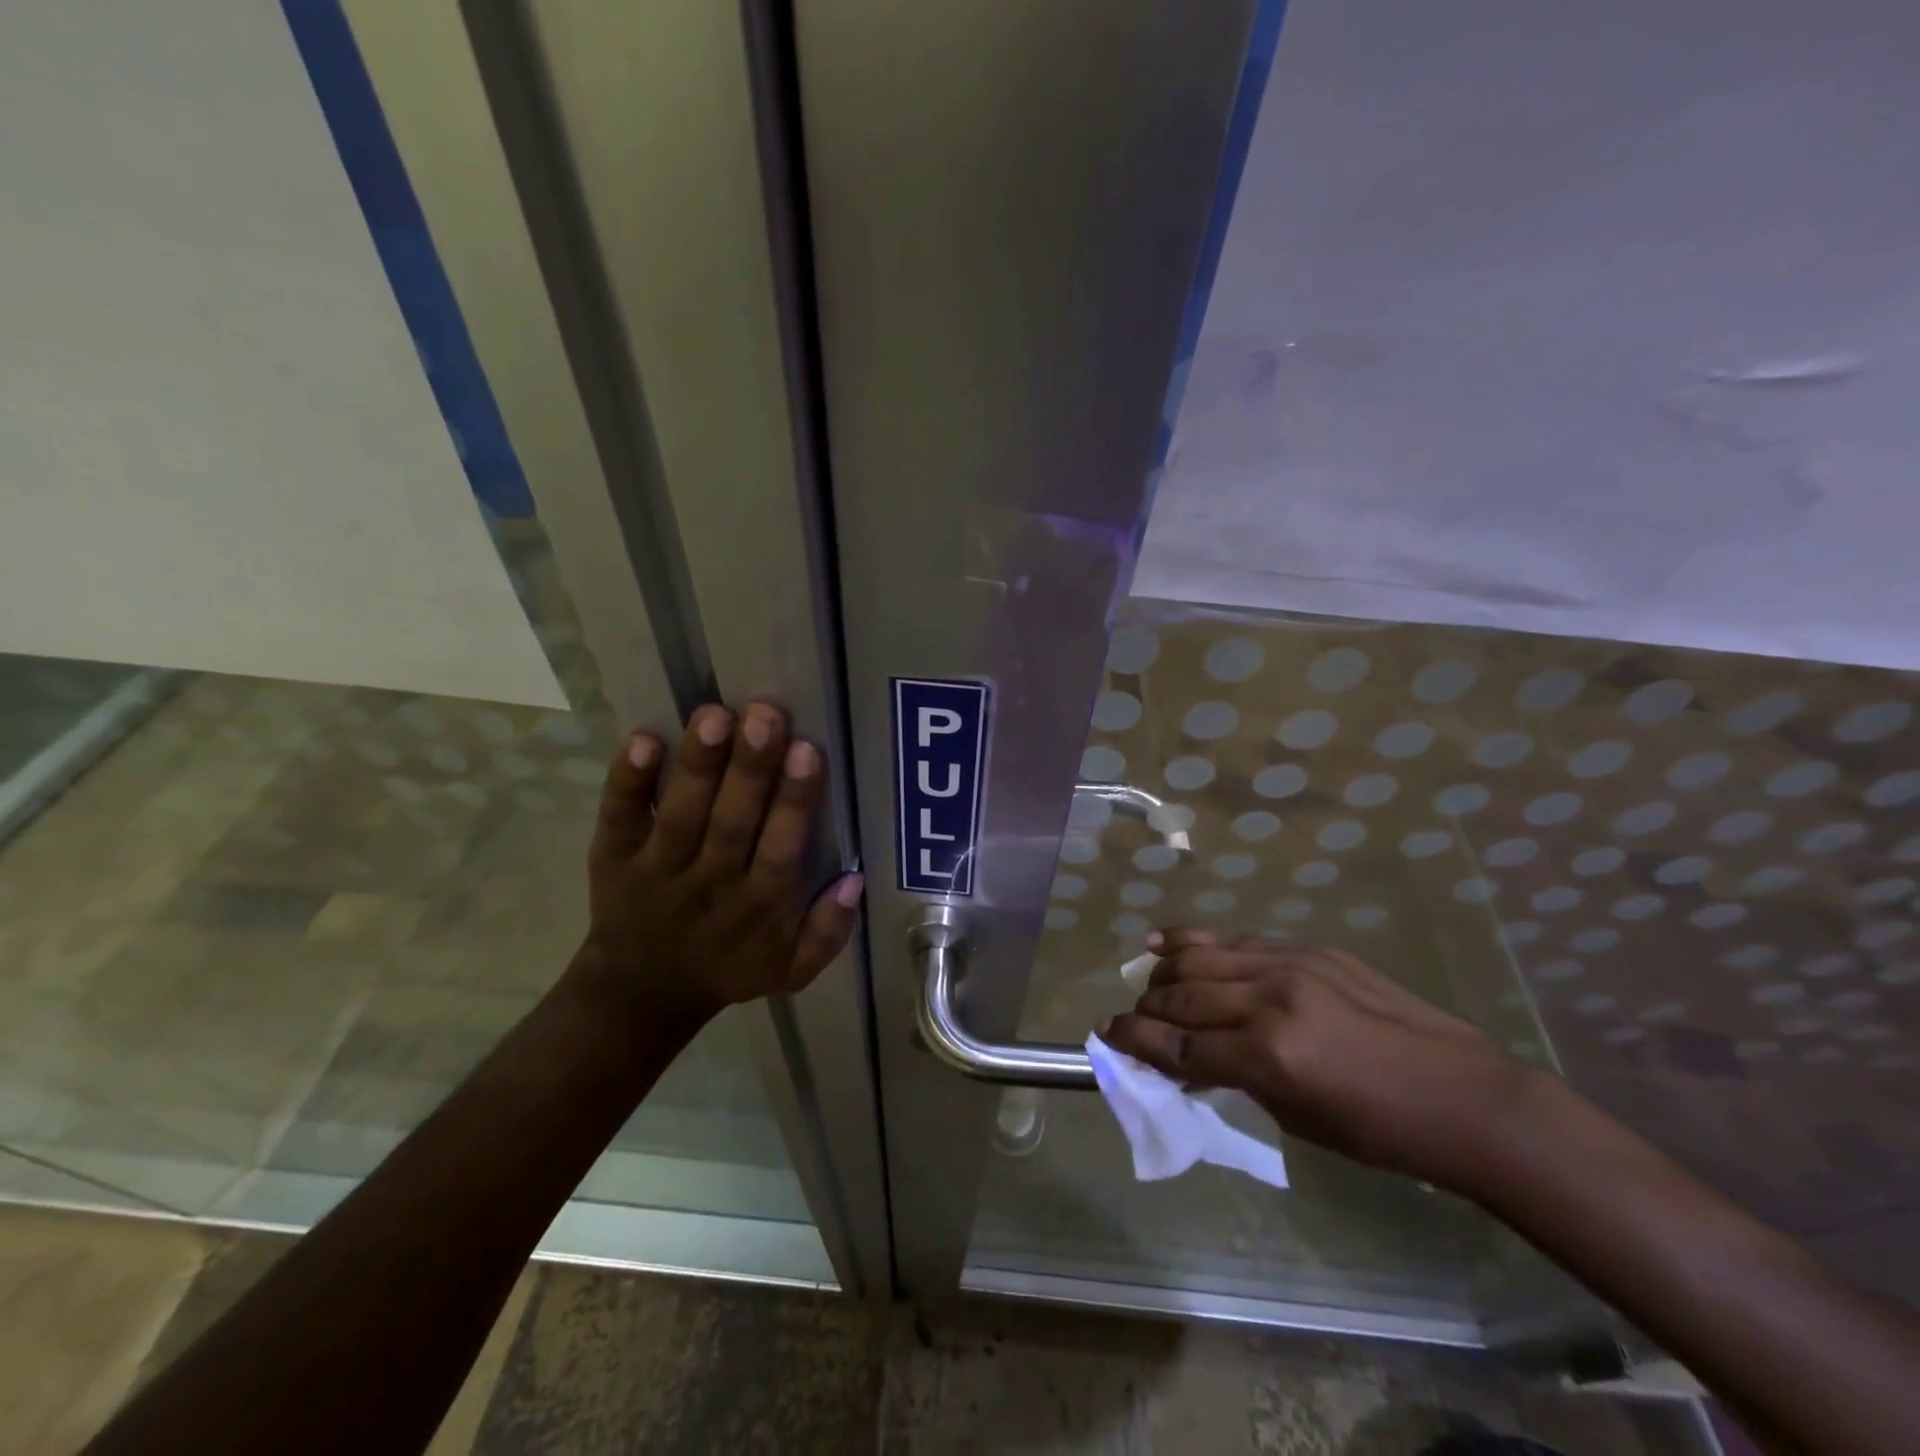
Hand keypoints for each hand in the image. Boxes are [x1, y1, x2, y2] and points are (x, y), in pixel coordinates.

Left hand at [572, 701, 862, 1030]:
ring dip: (698, 765)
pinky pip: (618, 817)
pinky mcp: (613, 858)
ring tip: (714, 715)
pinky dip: (627, 781)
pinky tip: (643, 739)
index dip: (793, 801)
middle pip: (732, 822)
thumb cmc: (728, 968)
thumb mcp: (792, 970)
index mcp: (758, 908)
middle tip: (765, 714)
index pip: (780, 850)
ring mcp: (657, 869)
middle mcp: (709, 884)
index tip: (807, 750)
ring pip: (680, 813)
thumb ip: (829, 931)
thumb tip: (855, 880)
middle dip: (750, 768)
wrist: (640, 993)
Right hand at [1100, 929, 1536, 1191]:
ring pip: (1200, 957)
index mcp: (1269, 1057)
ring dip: (1164, 972)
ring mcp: (1289, 965)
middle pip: (1182, 995)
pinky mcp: (1305, 948)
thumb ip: (1235, 1078)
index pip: (1179, 1044)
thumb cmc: (1380, 1131)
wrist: (1461, 1094)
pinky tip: (1167, 942)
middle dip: (1145, 1008)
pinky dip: (1193, 941)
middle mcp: (1270, 1000)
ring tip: (1150, 984)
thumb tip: (1188, 1057)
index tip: (1106, 1035)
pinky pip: (1234, 940)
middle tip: (1131, 1019)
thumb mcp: (1297, 1119)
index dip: (1135, 1040)